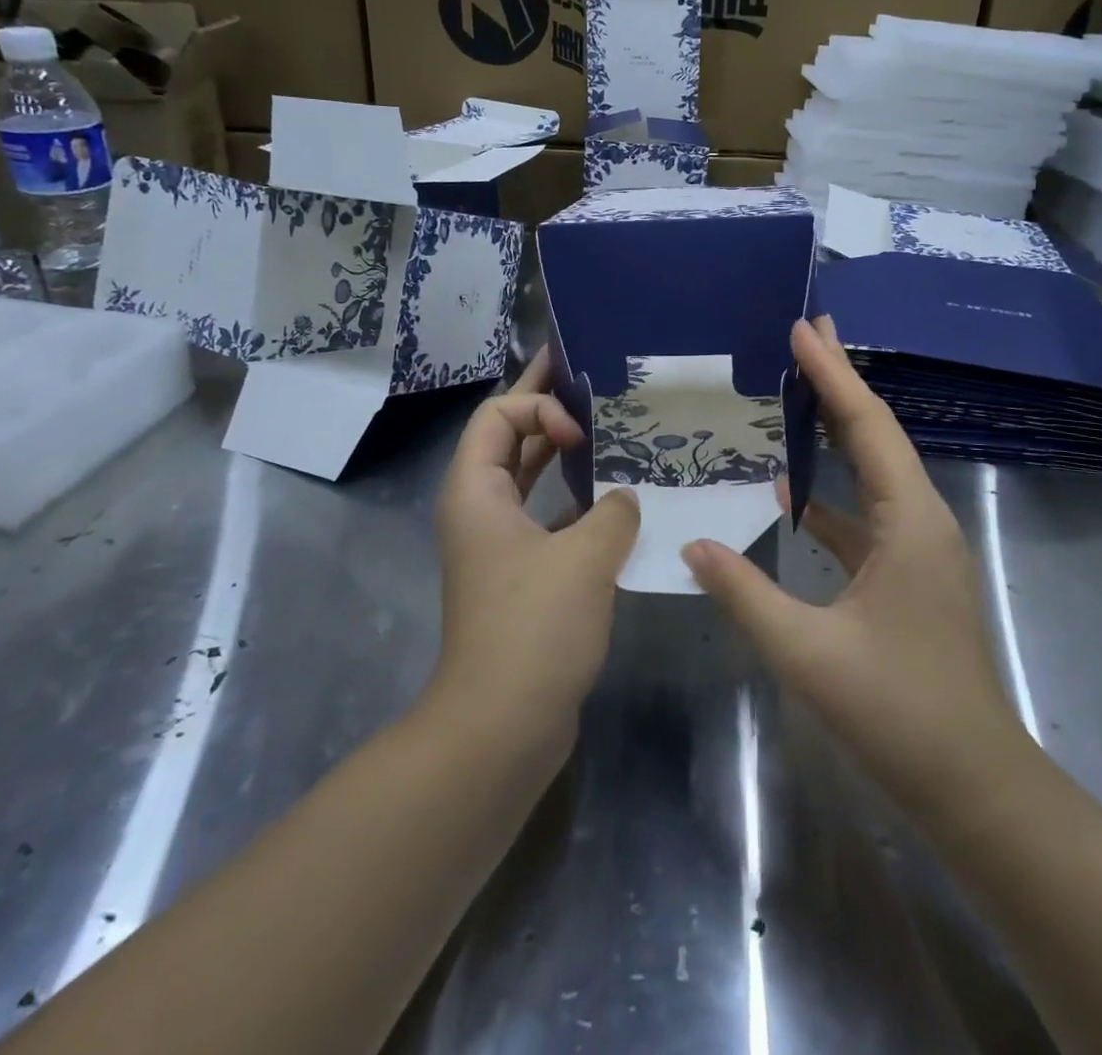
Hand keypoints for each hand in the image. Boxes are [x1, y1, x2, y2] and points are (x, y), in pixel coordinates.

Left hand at [433, 348, 640, 740]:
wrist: (502, 725)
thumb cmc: (535, 628)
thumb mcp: (585, 557)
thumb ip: (614, 511)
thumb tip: (625, 498)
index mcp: (476, 491)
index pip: (498, 415)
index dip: (540, 406)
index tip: (582, 433)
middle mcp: (481, 510)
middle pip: (511, 439)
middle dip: (549, 406)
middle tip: (593, 377)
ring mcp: (501, 545)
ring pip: (532, 480)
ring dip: (567, 456)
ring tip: (614, 433)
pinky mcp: (522, 575)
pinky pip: (550, 518)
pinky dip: (578, 503)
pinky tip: (620, 502)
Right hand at [682, 318, 1023, 825]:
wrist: (973, 784)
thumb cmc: (898, 712)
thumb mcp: (807, 652)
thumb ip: (744, 592)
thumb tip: (692, 542)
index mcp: (909, 522)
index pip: (867, 426)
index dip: (833, 374)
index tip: (804, 328)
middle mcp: (920, 520)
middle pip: (877, 434)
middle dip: (842, 382)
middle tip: (807, 334)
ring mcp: (917, 548)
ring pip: (873, 471)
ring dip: (838, 431)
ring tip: (796, 393)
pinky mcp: (907, 575)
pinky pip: (866, 513)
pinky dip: (831, 493)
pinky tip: (792, 492)